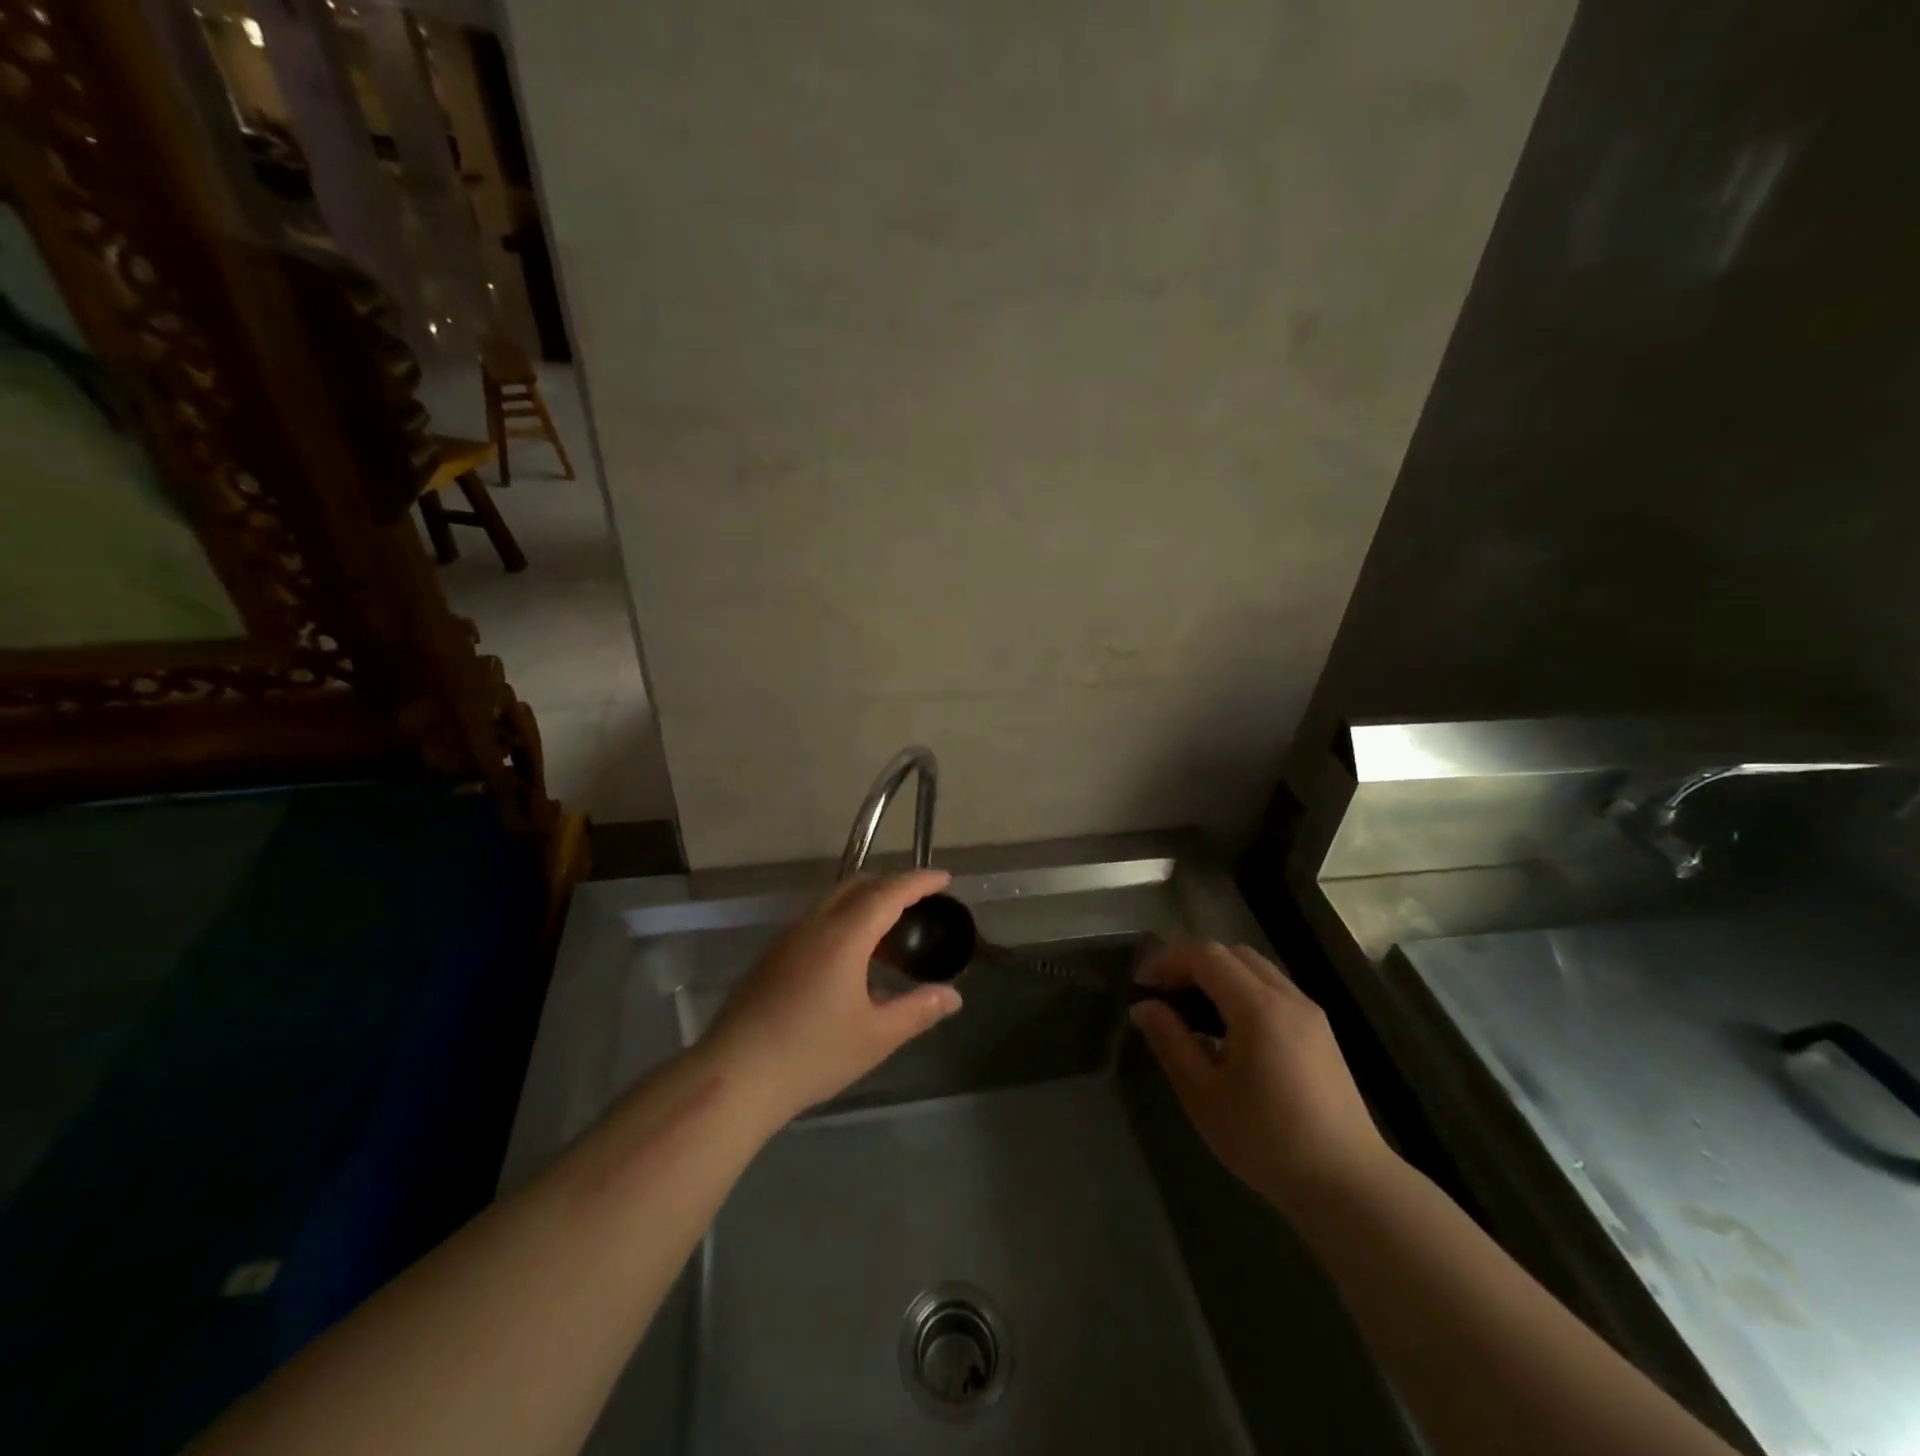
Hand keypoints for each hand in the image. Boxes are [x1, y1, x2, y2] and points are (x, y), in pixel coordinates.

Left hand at [704, 870, 962, 1122]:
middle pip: (858, 885)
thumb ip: (917, 1010)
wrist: (734, 1077)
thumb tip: (953, 996)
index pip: (889, 893)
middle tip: (921, 900)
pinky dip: (845, 919)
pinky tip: (853, 958)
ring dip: (866, 902)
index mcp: (844, 936)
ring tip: (891, 932)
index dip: (919, 881)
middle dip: (892, 884)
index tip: (944, 878)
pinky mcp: (772, 955)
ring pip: (834, 901)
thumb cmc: (811, 1055)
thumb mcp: (875, 1037)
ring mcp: (788, 938)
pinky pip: (817, 919)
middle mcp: (814, 924)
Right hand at [1132, 942, 1396, 1215]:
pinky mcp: (1320, 1031)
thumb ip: (1170, 1041)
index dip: (1168, 960)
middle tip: (1163, 994)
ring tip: (1191, 1011)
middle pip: (1232, 953)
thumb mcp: (1203, 1095)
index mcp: (1258, 1007)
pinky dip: (1242, 990)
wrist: (1348, 1185)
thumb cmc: (1267, 1140)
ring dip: (1218, 975)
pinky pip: (1273, 989)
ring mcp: (1309, 1012)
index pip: (1205, 955)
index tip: (1141, 985)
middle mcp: (1287, 996)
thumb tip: (1144, 1007)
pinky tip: (1228, 1029)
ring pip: (1255, 969)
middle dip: (1191, 963)